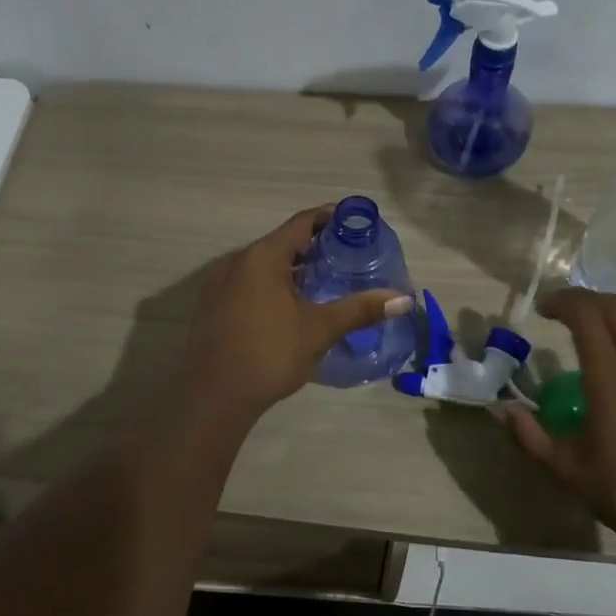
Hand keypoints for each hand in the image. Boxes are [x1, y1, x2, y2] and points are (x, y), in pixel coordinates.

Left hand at [182, 206, 413, 423]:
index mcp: (262, 256)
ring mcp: (219, 283)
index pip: (301, 222)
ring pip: (262, 264)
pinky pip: (247, 282)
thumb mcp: (319, 330)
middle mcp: (236, 260)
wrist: (214, 397)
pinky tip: (288, 307)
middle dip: (313, 247)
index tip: (355, 224)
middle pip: (281, 242)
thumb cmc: (269, 354)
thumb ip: (360, 309)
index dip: (330, 218)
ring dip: (291, 268)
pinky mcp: (212, 305)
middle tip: (346, 258)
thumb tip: (403, 299)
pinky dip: (271, 284)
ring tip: (322, 283)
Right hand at [501, 290, 615, 545]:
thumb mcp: (566, 470)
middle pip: (615, 308)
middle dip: (585, 299)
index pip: (587, 316)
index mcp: (610, 381)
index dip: (563, 302)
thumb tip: (501, 408)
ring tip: (597, 319)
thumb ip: (529, 435)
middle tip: (563, 311)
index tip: (543, 310)